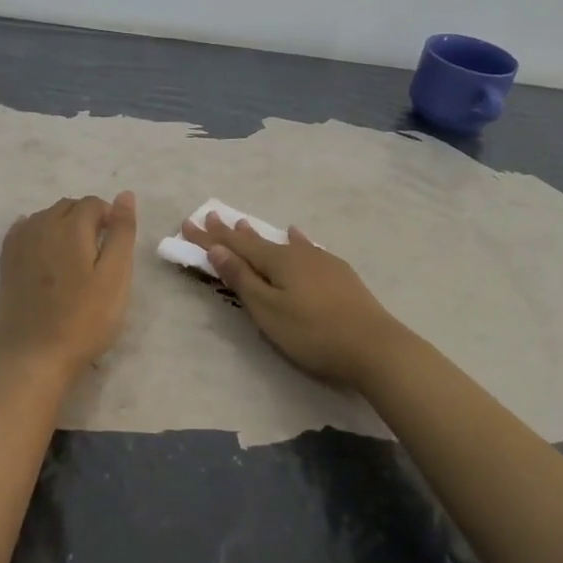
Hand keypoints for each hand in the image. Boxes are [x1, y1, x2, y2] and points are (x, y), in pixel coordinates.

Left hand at [0, 192, 137, 381]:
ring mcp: (18, 245)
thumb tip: (125, 194)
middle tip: (100, 253)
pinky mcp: (5, 265)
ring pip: (44, 218)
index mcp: (70, 226)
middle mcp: (40, 226)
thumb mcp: (116, 277)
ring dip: (62, 225)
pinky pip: (21, 232)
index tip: (117, 245)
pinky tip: (43, 248)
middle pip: (67, 207)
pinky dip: (36, 232)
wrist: (34, 358)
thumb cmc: (84, 320)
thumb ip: (121, 232)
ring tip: (76, 257)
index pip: (93, 203)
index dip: (109, 217)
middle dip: (86, 218)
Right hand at [180, 212, 407, 390]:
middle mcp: (297, 253)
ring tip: (244, 225)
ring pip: (282, 243)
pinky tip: (297, 235)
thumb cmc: (313, 332)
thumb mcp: (268, 310)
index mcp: (277, 261)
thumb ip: (242, 280)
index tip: (188, 224)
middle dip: (230, 233)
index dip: (210, 237)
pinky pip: (306, 248)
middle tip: (211, 217)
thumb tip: (218, 249)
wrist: (374, 345)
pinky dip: (294, 241)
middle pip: (257, 241)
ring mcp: (321, 261)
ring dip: (260, 235)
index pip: (234, 246)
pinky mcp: (338, 273)